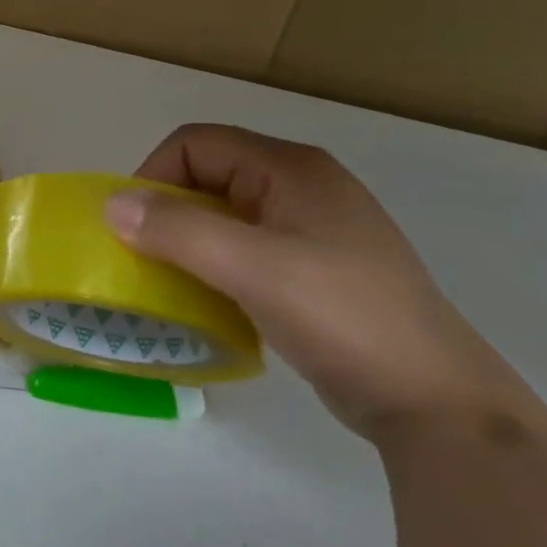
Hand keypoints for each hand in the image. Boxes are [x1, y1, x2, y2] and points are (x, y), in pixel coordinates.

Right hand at [105, 124, 543, 444]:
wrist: (435, 403)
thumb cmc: (342, 318)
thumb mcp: (252, 269)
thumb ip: (178, 230)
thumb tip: (111, 204)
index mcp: (291, 169)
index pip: (197, 144)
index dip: (155, 175)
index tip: (135, 227)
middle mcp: (302, 187)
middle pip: (210, 175)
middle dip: (169, 211)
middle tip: (148, 258)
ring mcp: (313, 229)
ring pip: (226, 214)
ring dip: (190, 241)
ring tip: (173, 281)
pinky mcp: (317, 268)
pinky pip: (247, 247)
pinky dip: (217, 264)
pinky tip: (213, 300)